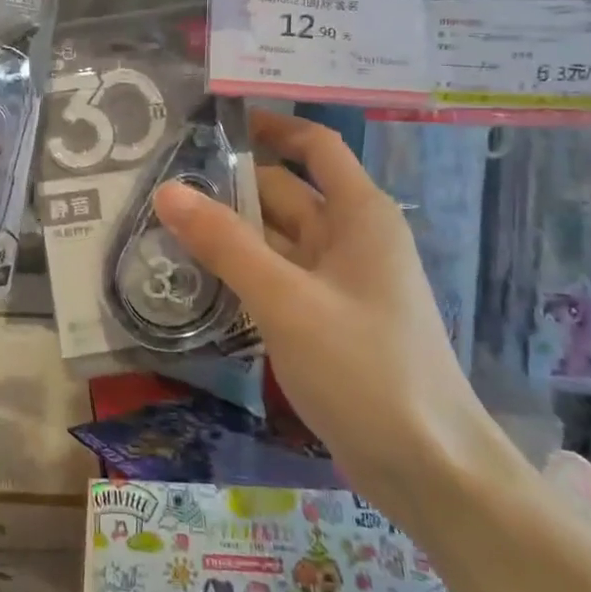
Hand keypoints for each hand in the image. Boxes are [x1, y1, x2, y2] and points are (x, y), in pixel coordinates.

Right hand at [154, 110, 493, 518]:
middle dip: (229, 183)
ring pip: (275, 238)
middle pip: (284, 192)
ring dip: (229, 230)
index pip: (313, 146)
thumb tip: (167, 190)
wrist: (429, 470)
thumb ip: (225, 244)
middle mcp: (350, 238)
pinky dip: (241, 270)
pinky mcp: (325, 319)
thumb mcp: (286, 301)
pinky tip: (196, 274)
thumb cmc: (365, 369)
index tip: (211, 121)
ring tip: (162, 221)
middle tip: (161, 178)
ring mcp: (338, 282)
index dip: (269, 127)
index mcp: (359, 215)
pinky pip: (276, 277)